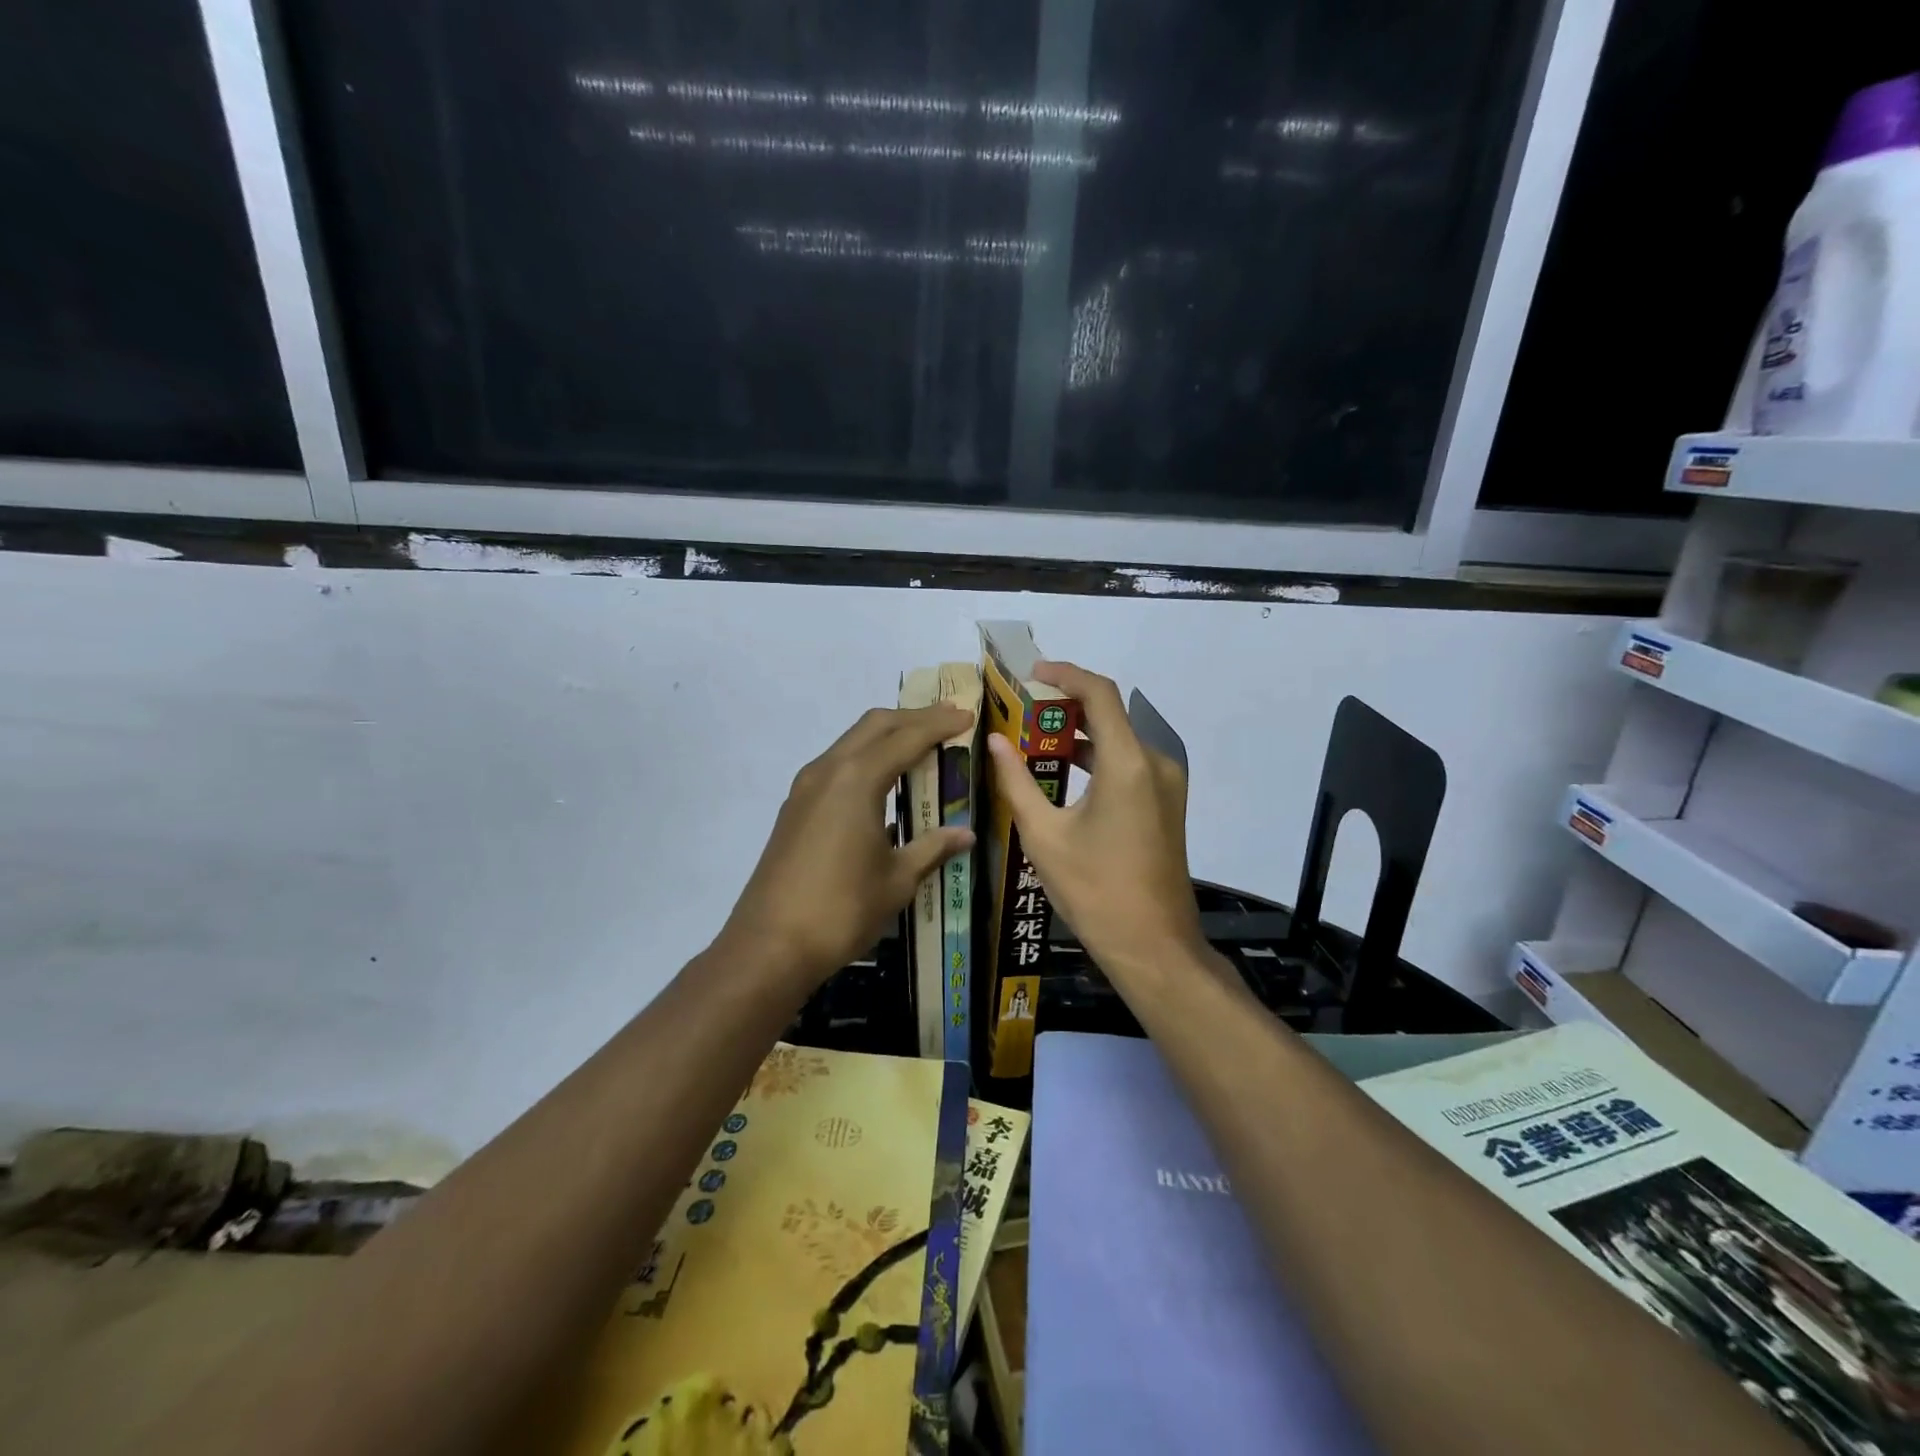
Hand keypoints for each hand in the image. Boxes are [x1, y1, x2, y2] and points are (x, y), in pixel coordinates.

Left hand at [720, 704, 974, 989]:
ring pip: (852, 742)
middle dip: (913, 718)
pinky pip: (837, 765)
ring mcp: (806, 787)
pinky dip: (866, 758)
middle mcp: (829, 770)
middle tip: (948, 720)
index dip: (940, 724)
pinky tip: (885, 781)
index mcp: (857, 780)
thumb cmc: (842, 910)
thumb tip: (966, 833)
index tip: (967, 714)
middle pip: (875, 725)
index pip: (907, 737)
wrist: (770, 945)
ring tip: (922, 745)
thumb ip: (933, 848)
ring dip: (887, 736)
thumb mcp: (897, 880)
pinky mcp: (795, 807)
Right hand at [986, 662, 1206, 987]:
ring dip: (1080, 736)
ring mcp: (1166, 785)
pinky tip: (1063, 774)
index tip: (1033, 674)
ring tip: (1033, 741)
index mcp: (1128, 763)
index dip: (1066, 675)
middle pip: (1110, 714)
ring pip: (1119, 741)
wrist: (1153, 946)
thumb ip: (1017, 782)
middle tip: (1022, 712)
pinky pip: (1129, 765)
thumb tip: (995, 741)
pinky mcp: (1166, 805)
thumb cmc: (1094, 890)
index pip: (1099, 694)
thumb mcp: (1044, 835)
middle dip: (1066, 708)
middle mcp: (1155, 763)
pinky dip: (1097, 759)